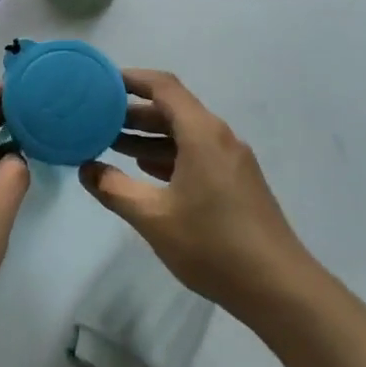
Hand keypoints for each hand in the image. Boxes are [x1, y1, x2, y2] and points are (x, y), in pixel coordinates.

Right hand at [80, 69, 313, 316]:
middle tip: (96, 118)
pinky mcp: (236, 182)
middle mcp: (218, 137)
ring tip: (111, 144)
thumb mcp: (154, 218)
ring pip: (183, 134)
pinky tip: (144, 170)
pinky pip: (196, 153)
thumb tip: (86, 168)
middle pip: (172, 109)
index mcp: (201, 133)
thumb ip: (115, 189)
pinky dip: (167, 155)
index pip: (163, 86)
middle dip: (133, 112)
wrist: (279, 287)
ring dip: (149, 136)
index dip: (131, 79)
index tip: (100, 81)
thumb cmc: (213, 245)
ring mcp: (231, 160)